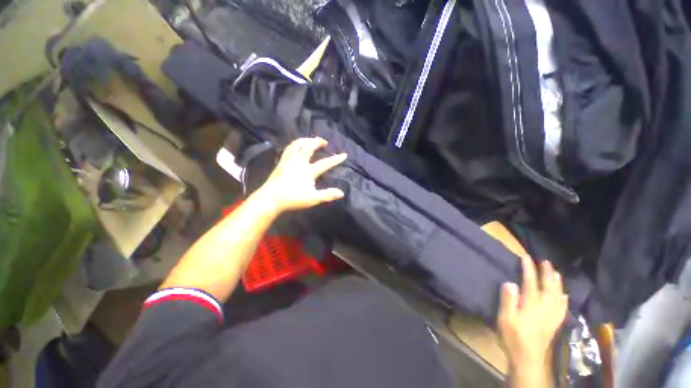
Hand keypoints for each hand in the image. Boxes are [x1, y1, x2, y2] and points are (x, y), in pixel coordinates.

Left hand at [256, 137, 346, 212]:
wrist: (270, 199)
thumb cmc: (292, 199)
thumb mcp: (313, 199)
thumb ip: (327, 195)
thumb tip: (342, 193)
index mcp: (308, 171)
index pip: (325, 163)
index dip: (335, 159)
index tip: (344, 154)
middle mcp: (298, 162)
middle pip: (308, 146)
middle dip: (317, 141)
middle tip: (324, 142)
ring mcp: (288, 161)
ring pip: (296, 144)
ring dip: (305, 140)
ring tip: (310, 140)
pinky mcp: (281, 163)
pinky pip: (289, 148)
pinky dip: (295, 144)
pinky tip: (295, 148)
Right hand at [498, 256, 567, 377]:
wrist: (528, 359)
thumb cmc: (513, 337)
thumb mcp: (505, 318)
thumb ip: (508, 301)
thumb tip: (510, 283)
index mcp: (532, 305)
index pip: (531, 283)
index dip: (529, 269)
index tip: (526, 257)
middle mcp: (545, 308)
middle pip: (548, 287)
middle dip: (547, 273)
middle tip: (545, 262)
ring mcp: (552, 316)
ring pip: (558, 296)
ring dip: (557, 283)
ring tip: (556, 273)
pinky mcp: (555, 323)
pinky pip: (562, 307)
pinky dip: (563, 299)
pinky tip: (564, 295)